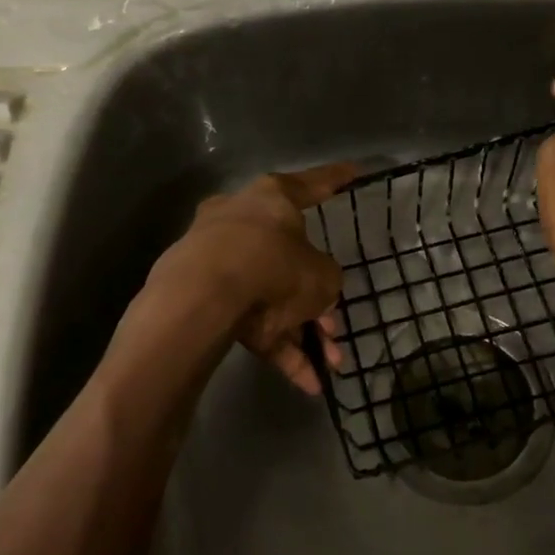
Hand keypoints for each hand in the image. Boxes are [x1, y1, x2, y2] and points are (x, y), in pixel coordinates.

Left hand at [147, 163, 356, 394]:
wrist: (200, 300)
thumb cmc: (272, 268)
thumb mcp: (322, 277)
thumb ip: (326, 280)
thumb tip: (314, 290)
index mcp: (271, 198)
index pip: (312, 185)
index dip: (337, 180)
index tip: (355, 172)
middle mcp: (240, 220)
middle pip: (289, 259)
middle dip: (316, 301)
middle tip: (335, 329)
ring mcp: (214, 257)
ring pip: (269, 294)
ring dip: (301, 331)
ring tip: (327, 366)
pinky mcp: (199, 295)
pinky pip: (247, 319)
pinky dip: (276, 346)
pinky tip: (304, 382)